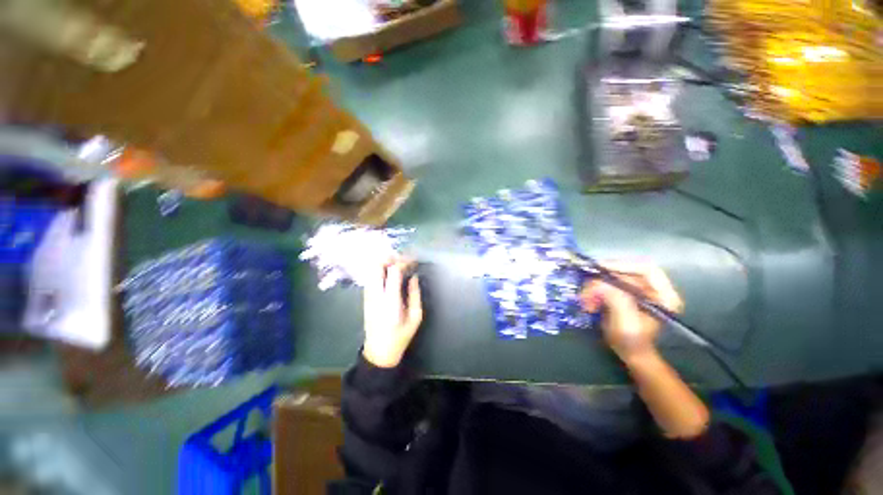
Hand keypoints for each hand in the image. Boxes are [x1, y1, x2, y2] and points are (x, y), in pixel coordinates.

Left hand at [362, 258, 423, 367]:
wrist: (379, 351)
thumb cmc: (401, 336)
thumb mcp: (415, 317)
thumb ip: (415, 294)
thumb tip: (414, 277)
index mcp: (391, 301)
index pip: (393, 272)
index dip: (403, 262)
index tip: (412, 261)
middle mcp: (376, 295)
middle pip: (377, 266)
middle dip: (389, 257)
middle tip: (402, 258)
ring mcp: (368, 296)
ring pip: (371, 270)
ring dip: (383, 262)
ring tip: (397, 263)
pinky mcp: (365, 298)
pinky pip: (370, 277)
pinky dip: (379, 270)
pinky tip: (388, 272)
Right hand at [581, 263, 683, 362]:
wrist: (631, 354)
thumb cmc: (633, 342)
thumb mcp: (626, 323)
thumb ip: (616, 301)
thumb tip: (598, 283)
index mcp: (663, 295)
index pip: (645, 269)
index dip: (623, 265)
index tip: (600, 269)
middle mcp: (652, 288)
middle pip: (625, 272)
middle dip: (602, 280)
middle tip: (587, 291)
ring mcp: (638, 290)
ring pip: (612, 277)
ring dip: (595, 286)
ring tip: (586, 300)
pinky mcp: (625, 292)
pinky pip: (607, 284)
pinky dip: (594, 290)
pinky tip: (589, 300)